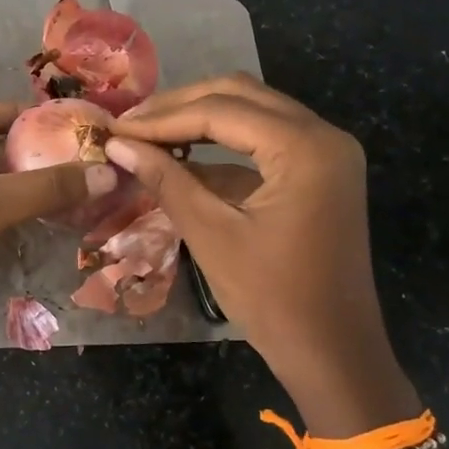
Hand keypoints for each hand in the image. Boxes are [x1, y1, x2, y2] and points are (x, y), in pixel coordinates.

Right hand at [106, 75, 415, 435]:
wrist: (333, 352)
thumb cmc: (273, 298)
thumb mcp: (212, 234)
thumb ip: (166, 179)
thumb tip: (117, 144)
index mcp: (305, 147)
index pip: (220, 110)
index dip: (161, 118)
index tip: (115, 128)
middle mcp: (323, 135)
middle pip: (240, 95)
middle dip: (180, 106)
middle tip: (131, 125)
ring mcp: (326, 153)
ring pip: (253, 112)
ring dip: (200, 119)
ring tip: (148, 135)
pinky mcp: (320, 173)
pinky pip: (266, 141)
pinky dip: (223, 144)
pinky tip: (182, 157)